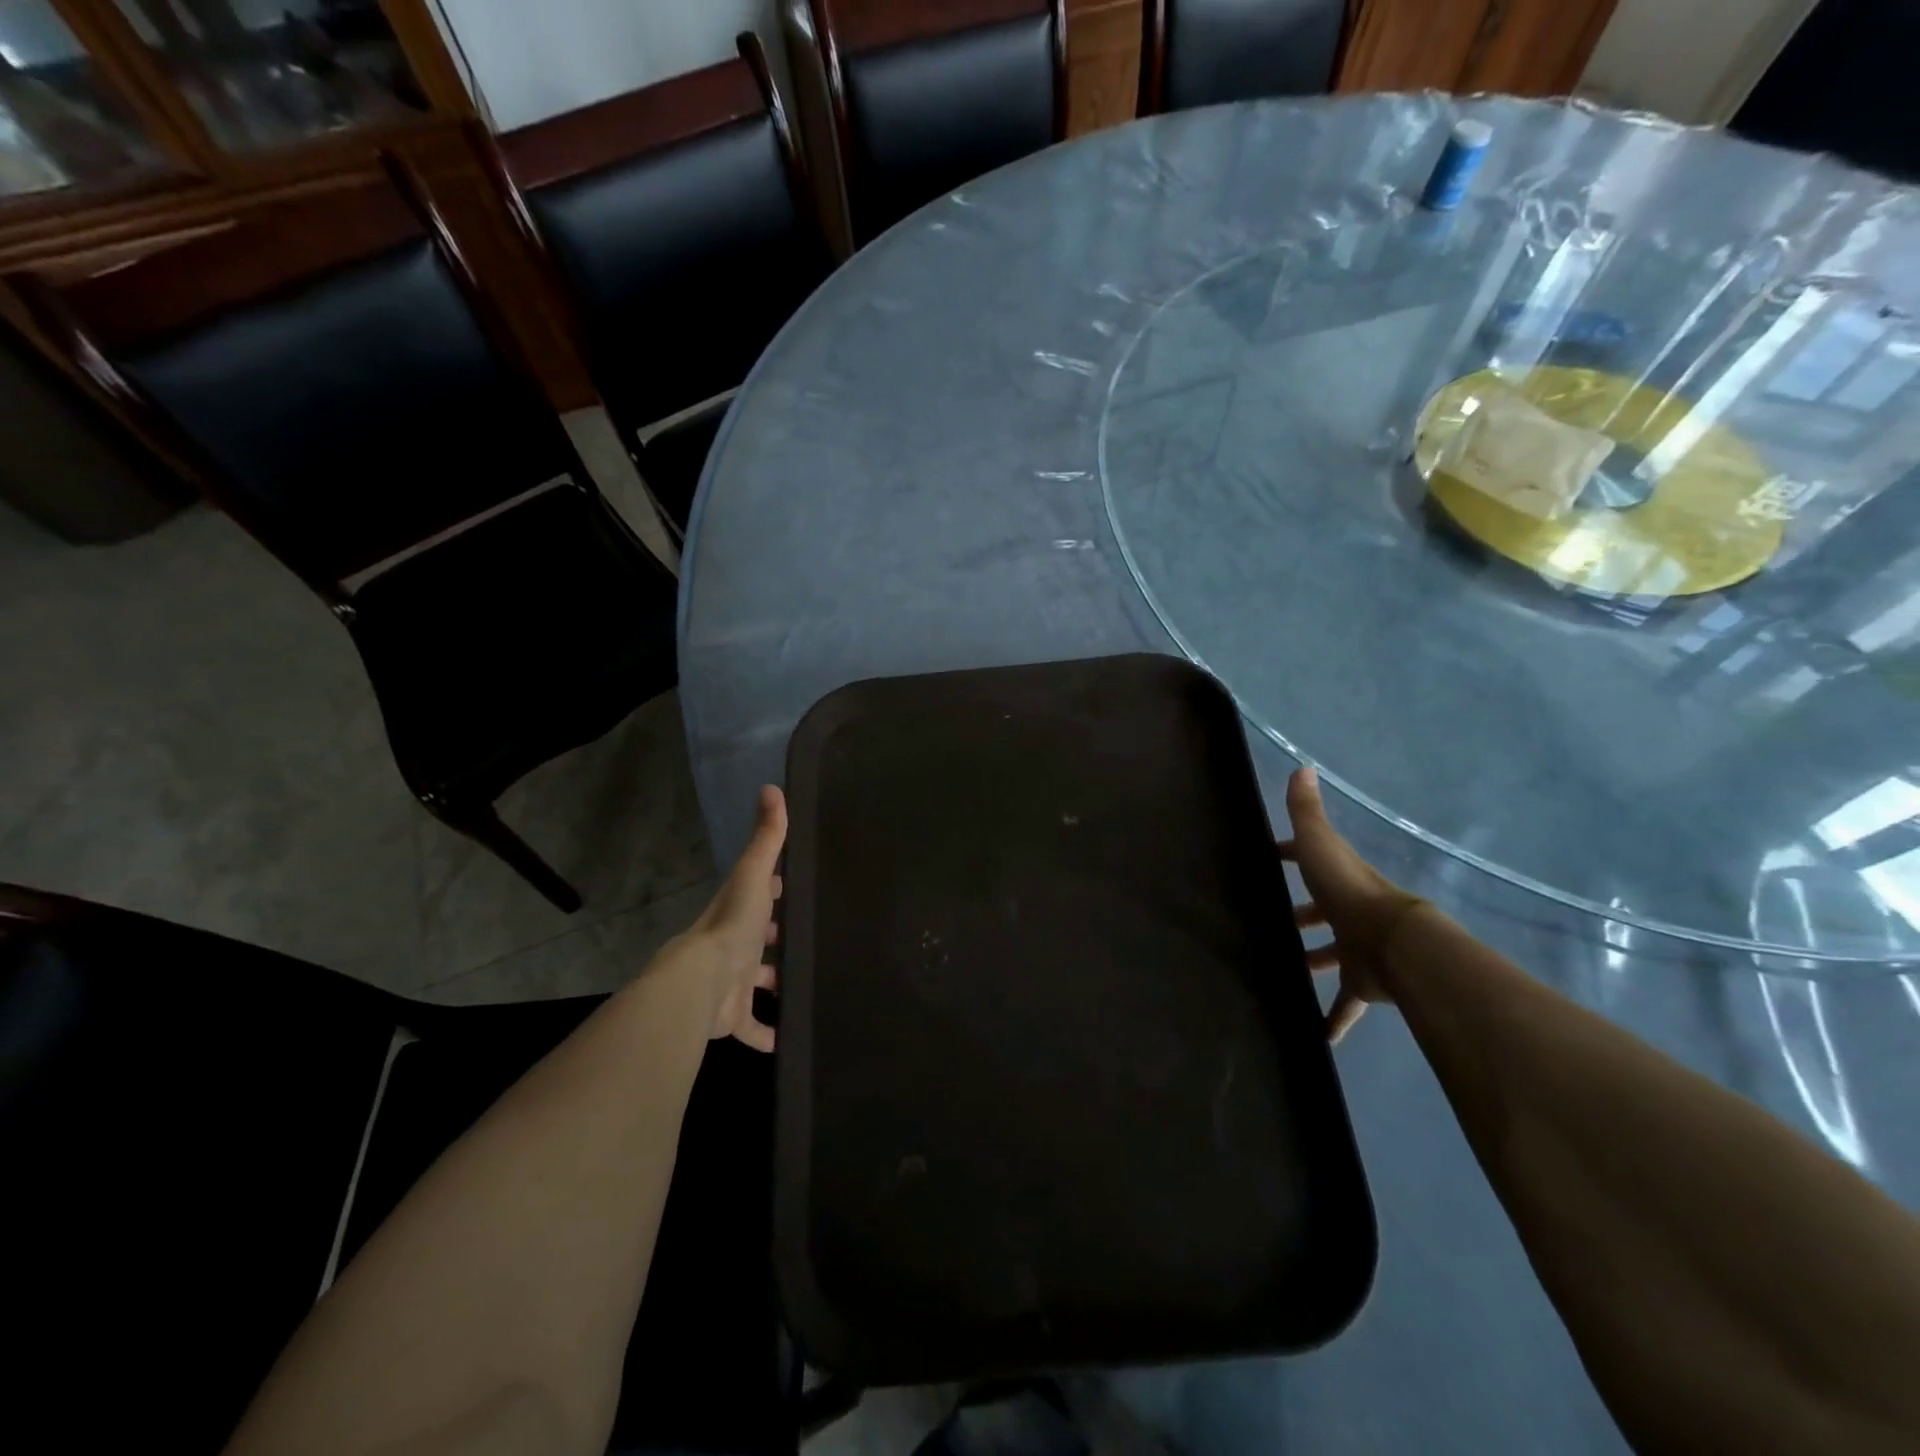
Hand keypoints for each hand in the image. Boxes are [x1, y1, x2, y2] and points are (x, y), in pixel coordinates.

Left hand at [667, 784, 786, 1051]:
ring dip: (774, 981)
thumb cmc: (730, 928)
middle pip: (757, 938)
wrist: (698, 986)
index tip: (793, 885)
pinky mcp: (732, 1016)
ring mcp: (731, 983)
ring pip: (756, 981)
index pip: (756, 894)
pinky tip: (786, 1039)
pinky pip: (752, 1026)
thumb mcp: (752, 876)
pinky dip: (767, 1033)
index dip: (773, 888)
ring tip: (805, 982)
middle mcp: (732, 946)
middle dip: (777, 936)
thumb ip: (766, 838)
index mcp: (736, 912)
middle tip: (809, 936)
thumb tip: (772, 787)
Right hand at [1280, 767, 1426, 1043]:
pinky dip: (1333, 1019)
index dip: (1289, 856)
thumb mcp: (1320, 846)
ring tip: (1279, 970)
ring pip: (1329, 956)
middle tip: (1265, 922)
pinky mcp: (1361, 984)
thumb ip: (1306, 812)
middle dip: (1298, 915)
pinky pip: (1344, 1003)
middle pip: (1319, 912)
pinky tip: (1316, 1036)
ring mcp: (1356, 949)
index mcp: (1337, 879)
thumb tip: (1302, 766)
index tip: (1266, 859)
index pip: (1310, 860)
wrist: (1394, 945)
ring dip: (1310, 961)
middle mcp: (1347, 912)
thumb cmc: (1349, 891)